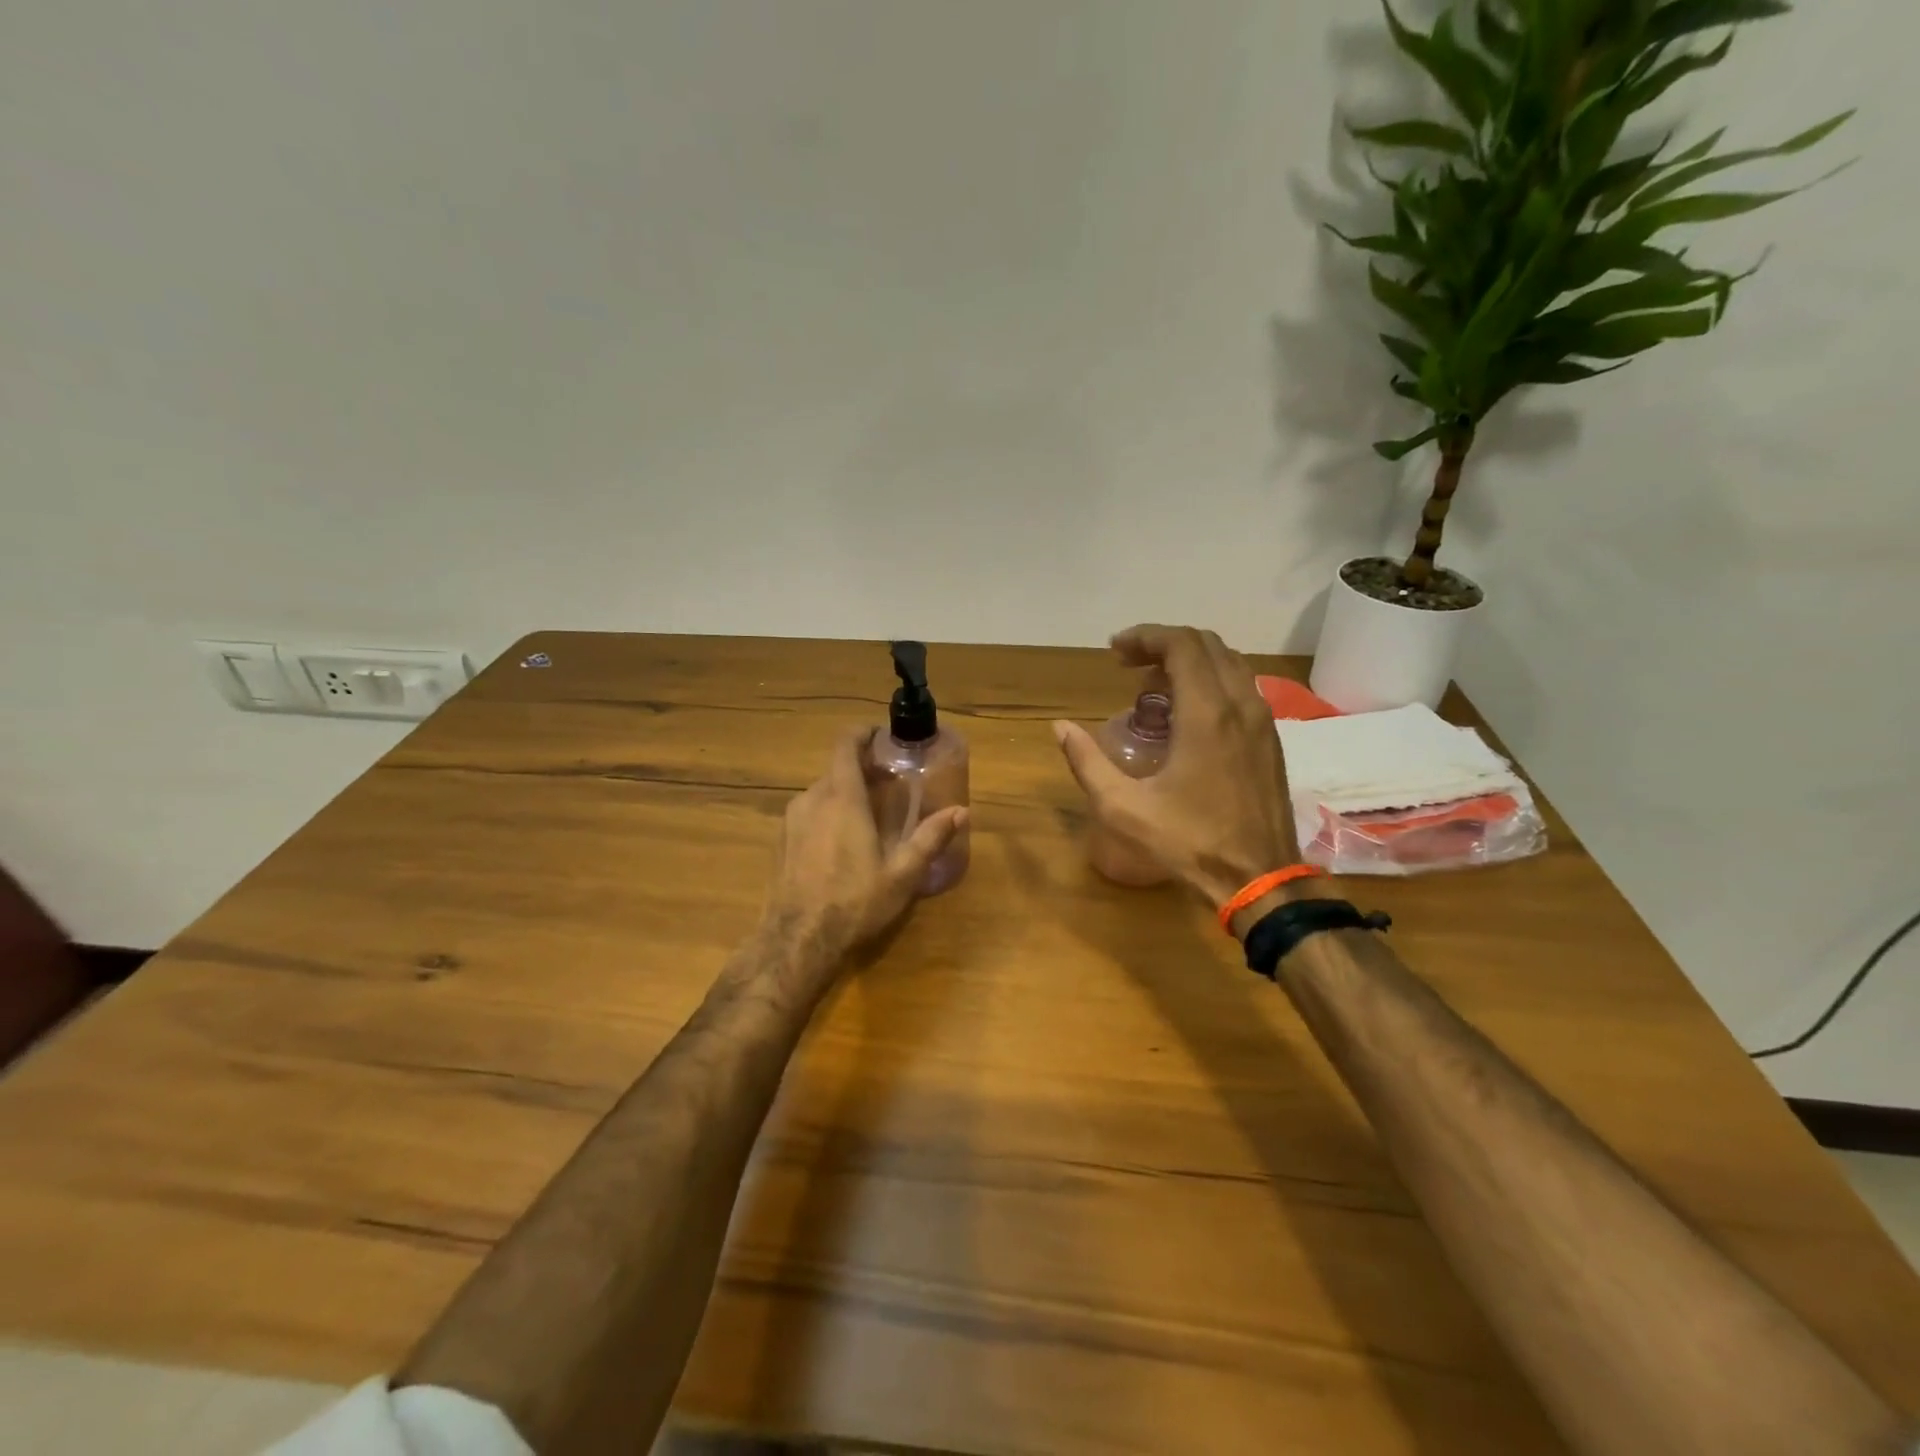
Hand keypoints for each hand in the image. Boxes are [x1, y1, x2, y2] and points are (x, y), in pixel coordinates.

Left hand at [762, 726, 967, 996]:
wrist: (796, 941)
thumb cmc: (854, 902)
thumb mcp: (902, 874)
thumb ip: (930, 838)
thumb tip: (962, 811)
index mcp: (841, 797)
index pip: (845, 744)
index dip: (863, 733)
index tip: (882, 737)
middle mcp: (811, 799)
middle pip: (836, 769)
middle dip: (862, 770)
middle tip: (889, 785)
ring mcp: (790, 820)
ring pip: (821, 793)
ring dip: (844, 795)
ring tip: (867, 817)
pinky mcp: (780, 842)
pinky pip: (807, 814)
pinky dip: (826, 815)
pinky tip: (840, 845)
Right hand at [1054, 624, 1298, 911]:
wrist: (1260, 878)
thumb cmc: (1189, 842)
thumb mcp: (1123, 807)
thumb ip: (1087, 763)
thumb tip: (1060, 727)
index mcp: (1207, 714)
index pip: (1182, 646)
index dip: (1145, 637)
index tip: (1114, 652)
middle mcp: (1240, 705)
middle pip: (1207, 645)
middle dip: (1164, 644)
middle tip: (1128, 665)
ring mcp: (1262, 721)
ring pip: (1229, 663)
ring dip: (1189, 661)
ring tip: (1152, 686)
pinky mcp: (1271, 739)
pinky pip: (1241, 687)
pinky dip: (1210, 681)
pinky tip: (1185, 712)